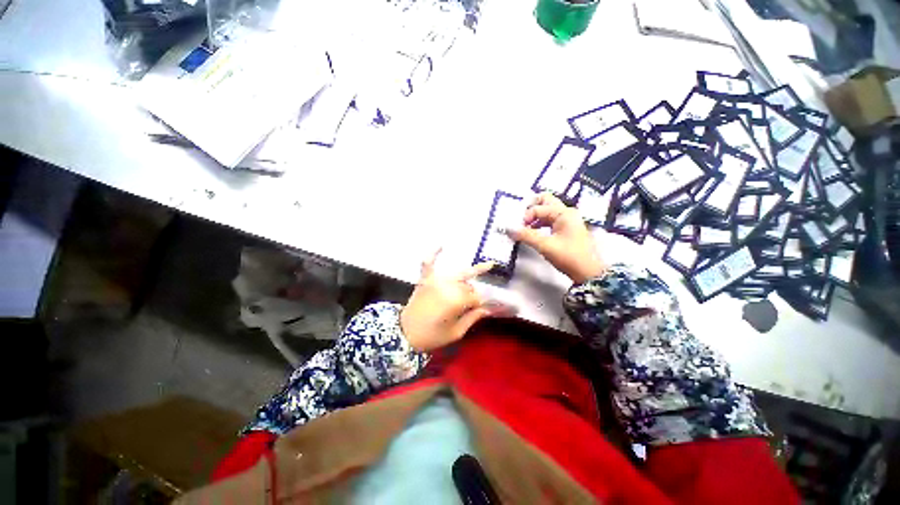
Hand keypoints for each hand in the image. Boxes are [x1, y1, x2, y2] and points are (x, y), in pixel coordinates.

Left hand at [400, 250, 506, 351]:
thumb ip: (473, 318)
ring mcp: (435, 280)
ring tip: (488, 266)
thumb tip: (488, 309)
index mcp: (456, 301)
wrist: (404, 333)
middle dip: (475, 294)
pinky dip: (433, 254)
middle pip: (469, 286)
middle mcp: (448, 286)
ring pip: (459, 274)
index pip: (476, 298)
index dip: (482, 304)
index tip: (487, 309)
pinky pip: (428, 263)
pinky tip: (441, 244)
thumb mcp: (456, 333)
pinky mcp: (425, 279)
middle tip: (477, 302)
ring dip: (471, 274)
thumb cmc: (431, 336)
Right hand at [508, 192, 606, 283]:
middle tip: (521, 219)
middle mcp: (566, 212)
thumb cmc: (569, 256)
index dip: (526, 217)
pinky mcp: (566, 229)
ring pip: (547, 211)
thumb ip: (526, 236)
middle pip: (546, 201)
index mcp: (564, 213)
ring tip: (524, 228)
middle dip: (531, 208)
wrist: (589, 273)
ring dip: (534, 217)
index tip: (518, 229)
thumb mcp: (545, 246)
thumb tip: (509, 229)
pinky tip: (533, 233)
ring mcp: (567, 220)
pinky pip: (550, 220)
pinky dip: (540, 224)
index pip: (538, 208)